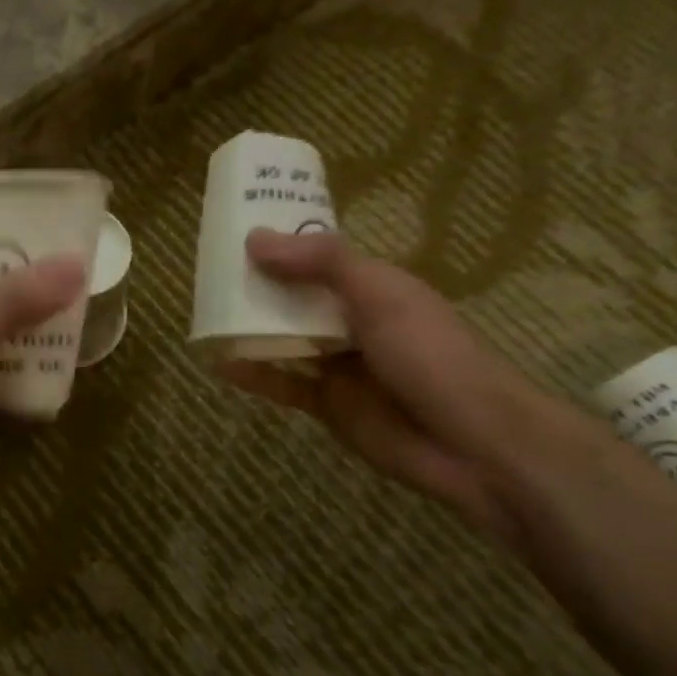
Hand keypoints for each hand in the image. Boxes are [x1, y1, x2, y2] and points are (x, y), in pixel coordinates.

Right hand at [222, 230, 560, 546]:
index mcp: (374, 288)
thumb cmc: (431, 356)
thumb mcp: (380, 295)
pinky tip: (219, 363)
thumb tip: (253, 239)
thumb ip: (321, 264)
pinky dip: (253, 373)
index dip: (284, 245)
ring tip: (205, 312)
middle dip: (259, 285)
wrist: (470, 443)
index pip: (321, 258)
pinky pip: (281, 383)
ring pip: (285, 339)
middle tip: (209, 272)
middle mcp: (354, 322)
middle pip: (297, 297)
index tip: (239, 232)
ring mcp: (339, 365)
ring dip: (250, 328)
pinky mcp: (326, 403)